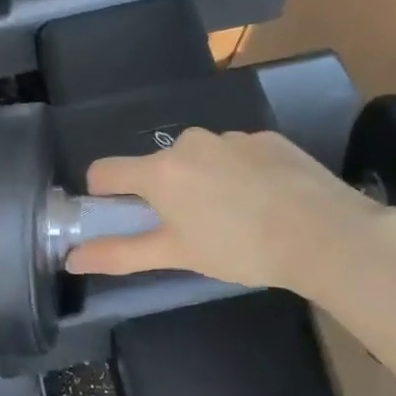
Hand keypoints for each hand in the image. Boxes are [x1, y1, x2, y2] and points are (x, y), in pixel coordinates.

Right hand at [65, 128, 395, 293]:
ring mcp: (231, 136)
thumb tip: (72, 260)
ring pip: (199, 159)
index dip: (104, 195)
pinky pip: (236, 154)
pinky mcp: (267, 138)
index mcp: (159, 170)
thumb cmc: (238, 248)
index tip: (123, 218)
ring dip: (202, 183)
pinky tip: (263, 202)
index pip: (105, 171)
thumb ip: (120, 254)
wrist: (324, 233)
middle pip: (156, 166)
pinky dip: (238, 175)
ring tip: (234, 218)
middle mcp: (189, 142)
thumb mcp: (176, 255)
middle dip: (163, 193)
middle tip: (190, 229)